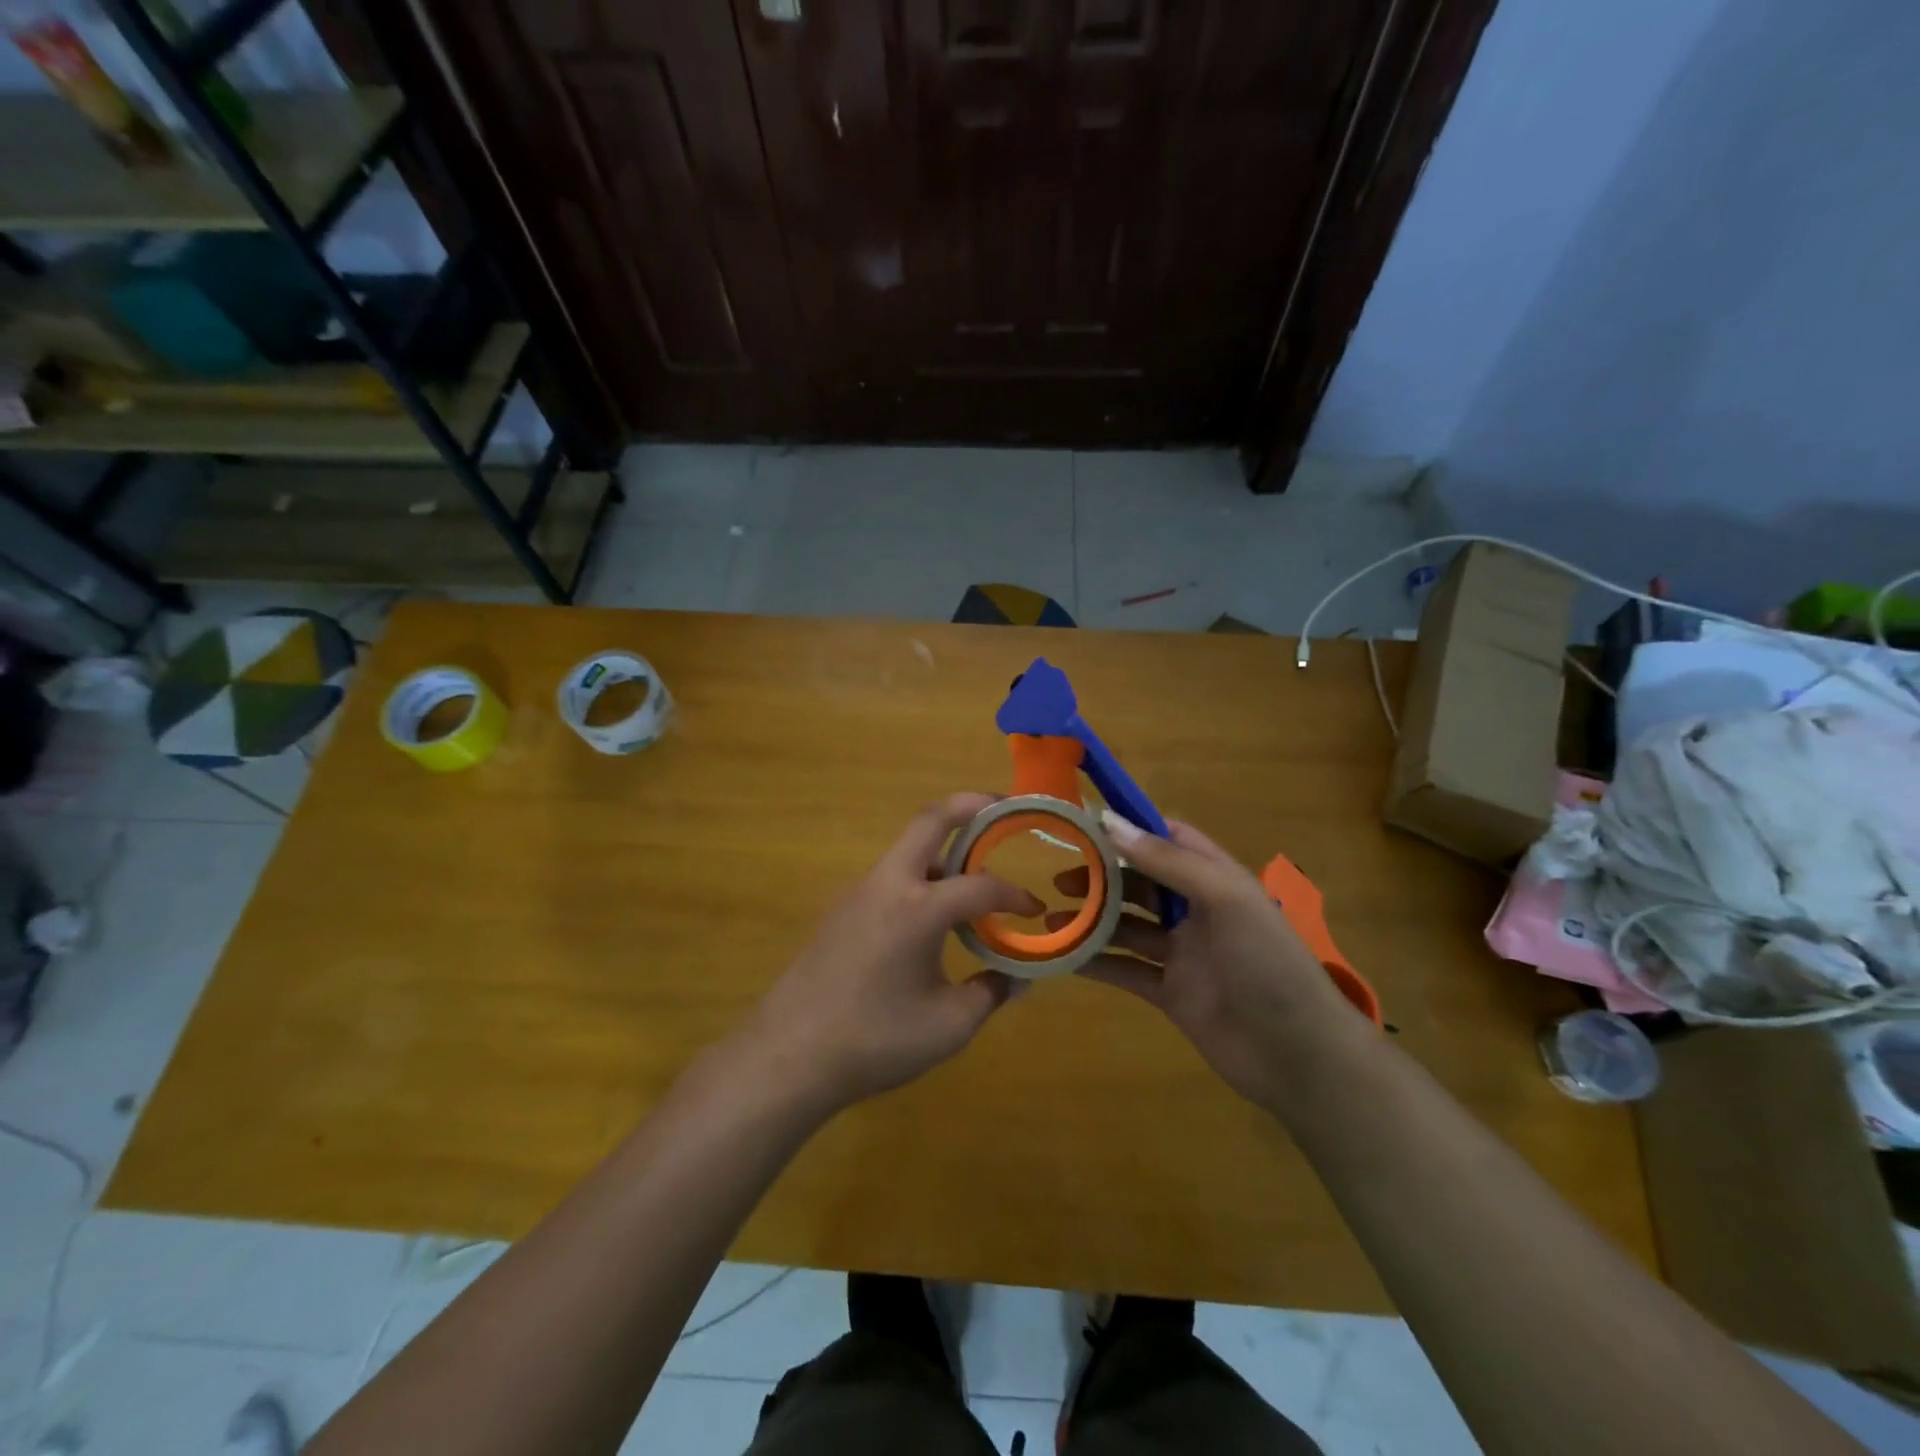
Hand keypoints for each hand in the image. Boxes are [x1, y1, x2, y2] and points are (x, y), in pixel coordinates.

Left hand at [739, 793, 1041, 1113]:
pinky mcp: (843, 909)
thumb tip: (1019, 978)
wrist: (789, 1055)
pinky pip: (891, 876)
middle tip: (1003, 807)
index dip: (1015, 895)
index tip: (1035, 911)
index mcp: (919, 908)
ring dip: (944, 846)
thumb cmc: (875, 1040)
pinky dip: (921, 876)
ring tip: (975, 870)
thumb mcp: (949, 1025)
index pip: (982, 885)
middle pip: (931, 820)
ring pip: (908, 848)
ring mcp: (859, 892)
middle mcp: (889, 884)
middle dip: (971, 805)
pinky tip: (933, 915)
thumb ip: (990, 993)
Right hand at [1053, 813, 1364, 1108]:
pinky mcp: (1170, 993)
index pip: (1169, 839)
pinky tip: (1064, 957)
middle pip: (1140, 882)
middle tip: (1060, 879)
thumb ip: (1168, 861)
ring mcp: (1182, 954)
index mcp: (1216, 879)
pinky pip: (1126, 970)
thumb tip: (1109, 822)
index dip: (1131, 828)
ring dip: (1092, 919)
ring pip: (1128, 926)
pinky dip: (1096, 962)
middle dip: (1101, 877)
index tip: (1085, 824)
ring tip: (1051, 917)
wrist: (1298, 1056)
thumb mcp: (1225, 898)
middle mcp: (1197, 911)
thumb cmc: (1267, 963)